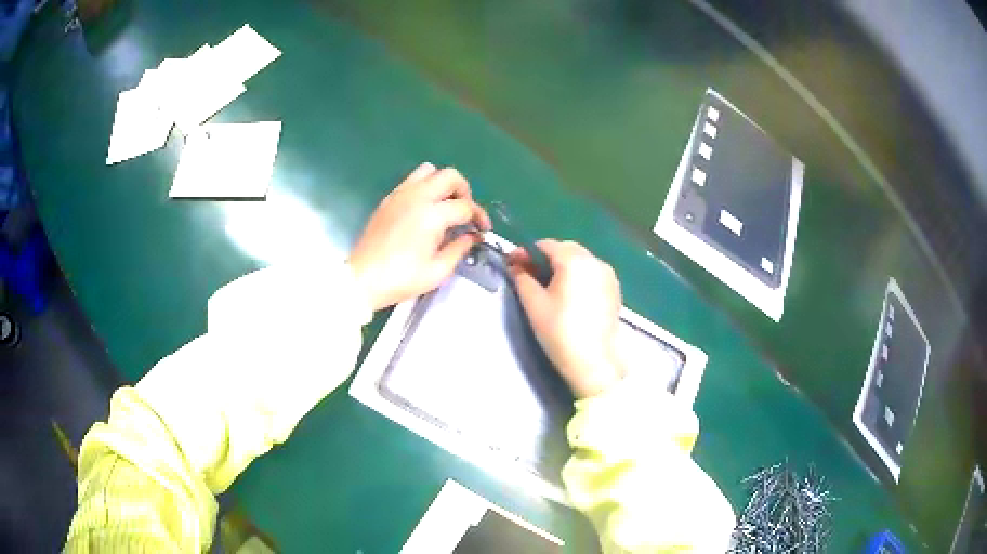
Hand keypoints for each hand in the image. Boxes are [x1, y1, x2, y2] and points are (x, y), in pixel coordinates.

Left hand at [349, 163, 491, 310]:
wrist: (363, 279)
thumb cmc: (401, 279)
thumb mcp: (437, 271)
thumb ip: (459, 249)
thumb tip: (473, 236)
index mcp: (432, 215)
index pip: (465, 206)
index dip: (479, 217)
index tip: (482, 230)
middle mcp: (417, 197)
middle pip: (450, 176)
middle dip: (464, 191)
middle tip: (465, 212)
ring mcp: (400, 194)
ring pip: (429, 171)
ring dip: (443, 184)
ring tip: (445, 205)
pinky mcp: (388, 199)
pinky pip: (412, 180)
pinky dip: (425, 187)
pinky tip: (425, 209)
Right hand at [508, 240, 624, 397]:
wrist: (593, 362)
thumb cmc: (559, 331)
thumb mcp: (534, 304)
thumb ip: (522, 278)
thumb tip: (516, 266)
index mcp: (574, 260)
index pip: (546, 245)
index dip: (526, 252)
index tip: (513, 263)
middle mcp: (595, 261)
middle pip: (566, 249)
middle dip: (546, 257)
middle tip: (528, 274)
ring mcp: (608, 275)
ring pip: (581, 260)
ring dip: (563, 266)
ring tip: (548, 285)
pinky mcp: (614, 290)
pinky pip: (592, 273)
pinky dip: (578, 276)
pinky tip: (568, 294)